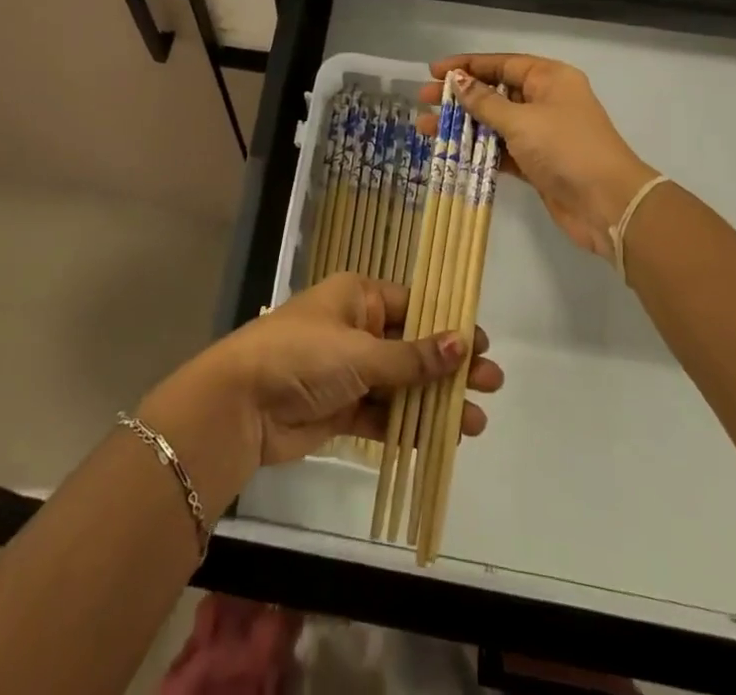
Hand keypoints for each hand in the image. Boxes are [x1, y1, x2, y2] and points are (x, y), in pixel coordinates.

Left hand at [144, 273, 502, 475]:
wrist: (242, 404)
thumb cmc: (303, 356)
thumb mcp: (361, 352)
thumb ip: (412, 357)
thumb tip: (462, 344)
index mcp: (358, 296)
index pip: (413, 305)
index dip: (448, 324)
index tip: (482, 344)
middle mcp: (356, 328)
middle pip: (412, 346)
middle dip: (450, 367)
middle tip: (493, 384)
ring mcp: (349, 370)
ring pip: (402, 384)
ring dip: (435, 402)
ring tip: (475, 422)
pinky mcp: (342, 408)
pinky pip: (383, 414)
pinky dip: (409, 425)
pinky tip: (441, 439)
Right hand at [419, 56, 655, 259]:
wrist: (607, 204)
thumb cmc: (566, 149)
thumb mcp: (521, 120)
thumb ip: (484, 102)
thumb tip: (457, 81)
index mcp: (549, 78)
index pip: (500, 63)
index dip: (466, 66)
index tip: (434, 71)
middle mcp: (545, 100)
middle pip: (494, 92)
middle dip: (458, 97)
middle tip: (424, 100)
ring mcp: (541, 133)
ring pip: (493, 123)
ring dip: (462, 125)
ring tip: (425, 129)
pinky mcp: (536, 163)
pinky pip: (500, 150)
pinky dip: (477, 150)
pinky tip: (450, 152)